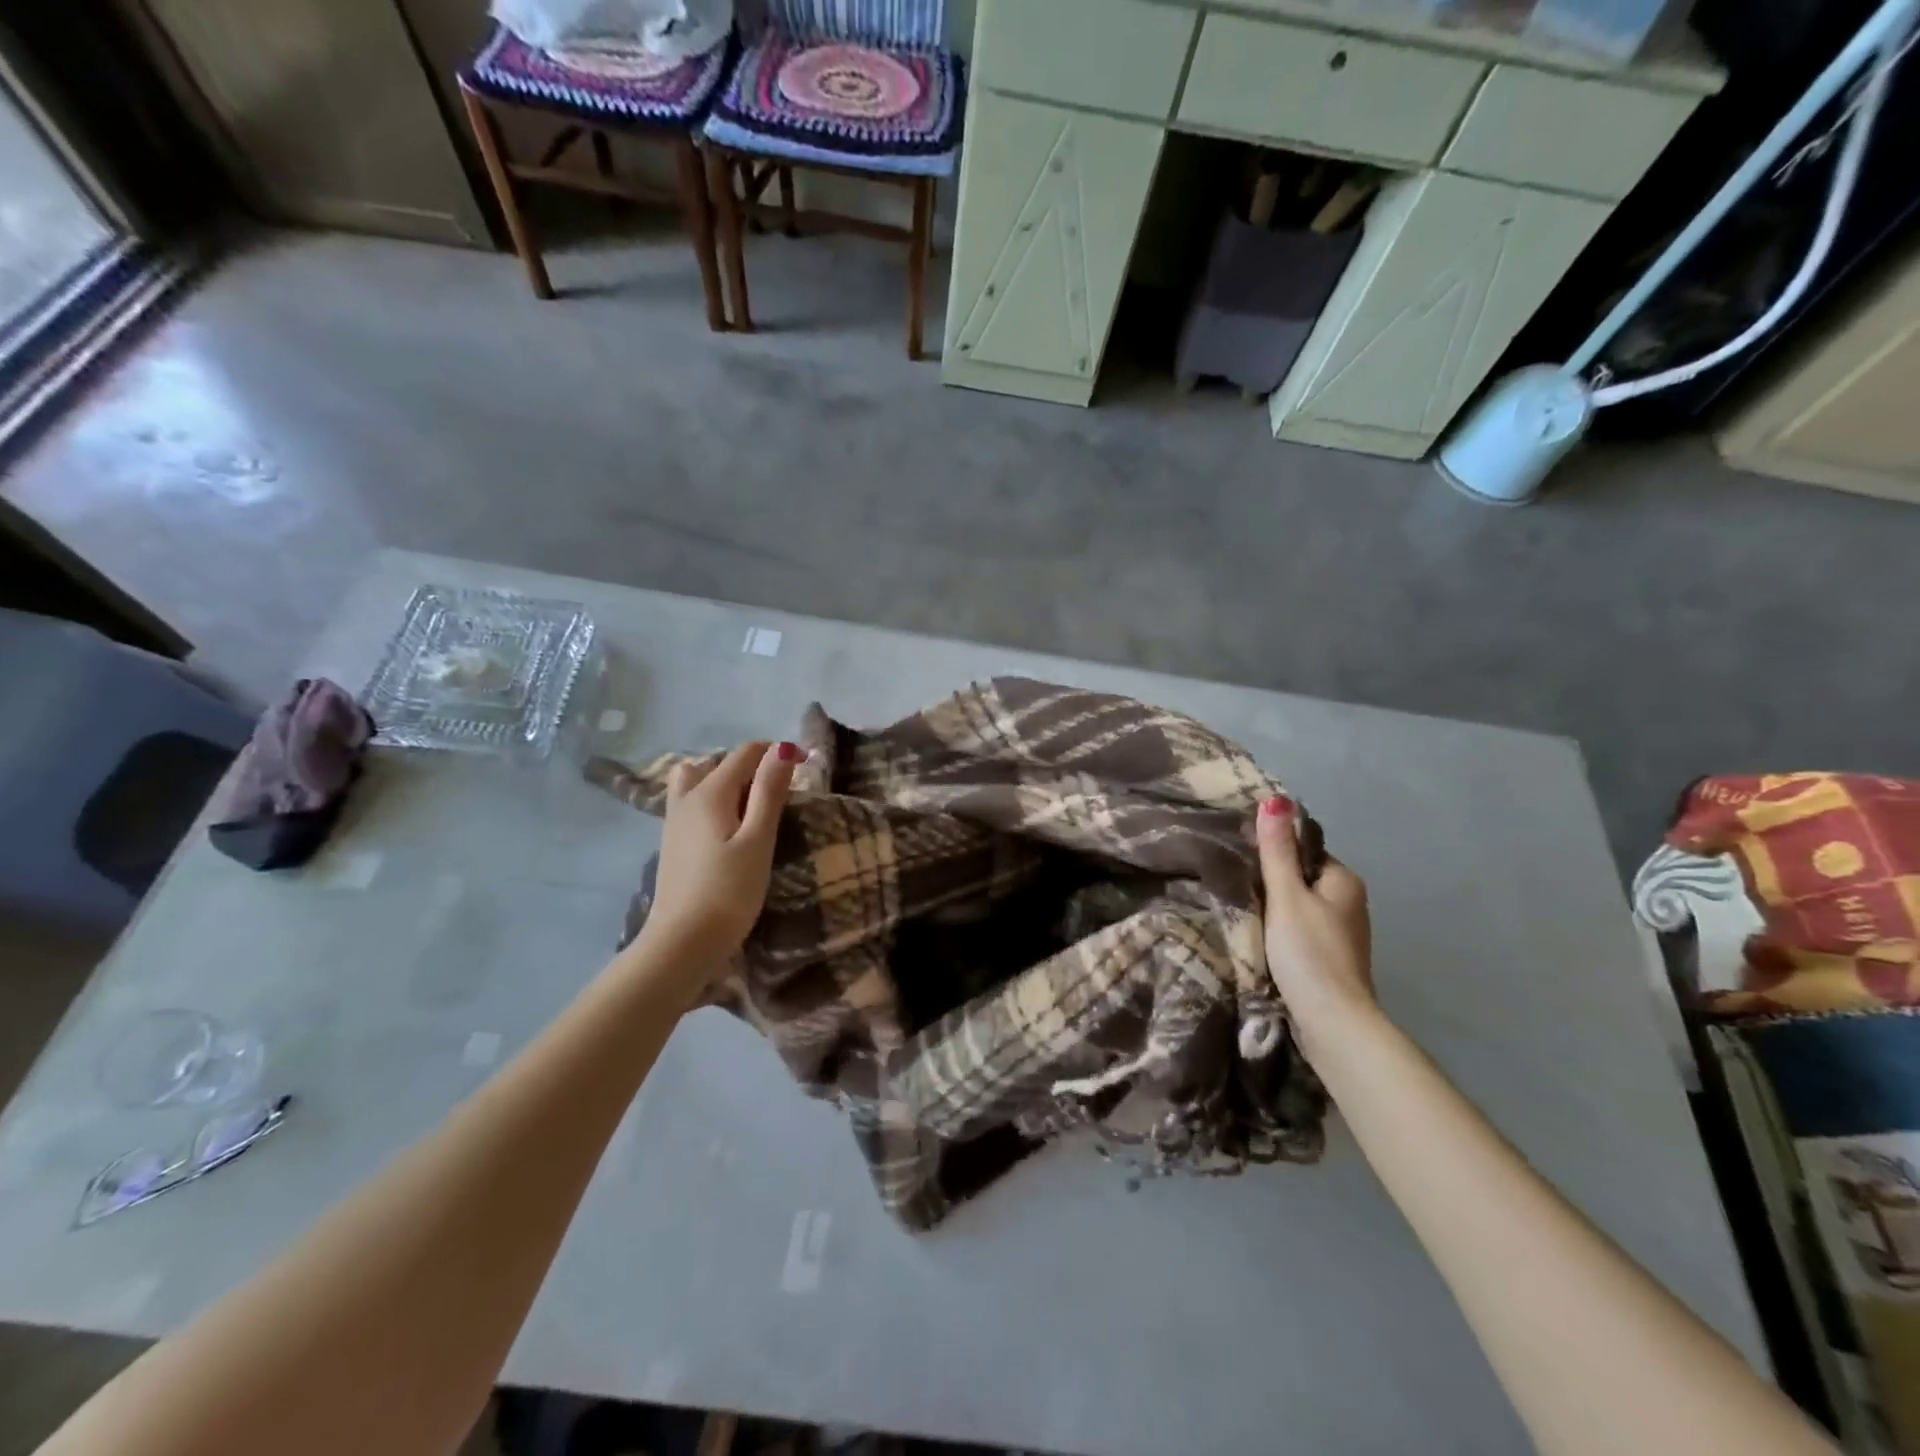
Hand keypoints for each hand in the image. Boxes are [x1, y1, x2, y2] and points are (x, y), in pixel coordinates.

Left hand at [638, 740, 800, 983]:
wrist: (683, 942)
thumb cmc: (729, 892)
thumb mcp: (758, 840)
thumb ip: (769, 792)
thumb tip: (782, 749)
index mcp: (711, 792)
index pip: (747, 752)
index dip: (778, 752)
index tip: (806, 768)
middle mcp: (687, 797)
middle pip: (721, 762)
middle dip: (754, 765)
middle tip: (782, 794)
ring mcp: (675, 819)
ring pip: (699, 779)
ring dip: (727, 781)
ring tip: (750, 805)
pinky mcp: (672, 840)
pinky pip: (691, 800)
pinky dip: (712, 799)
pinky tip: (727, 826)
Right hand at [1255, 796, 1376, 1053]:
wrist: (1333, 1022)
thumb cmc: (1309, 952)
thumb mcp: (1286, 896)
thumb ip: (1276, 851)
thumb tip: (1275, 799)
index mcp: (1344, 879)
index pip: (1303, 849)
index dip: (1272, 849)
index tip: (1239, 855)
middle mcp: (1349, 901)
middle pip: (1301, 877)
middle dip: (1270, 878)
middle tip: (1233, 880)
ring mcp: (1341, 932)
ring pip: (1299, 905)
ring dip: (1273, 906)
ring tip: (1239, 907)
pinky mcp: (1330, 958)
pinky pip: (1300, 928)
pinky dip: (1280, 928)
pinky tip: (1258, 935)